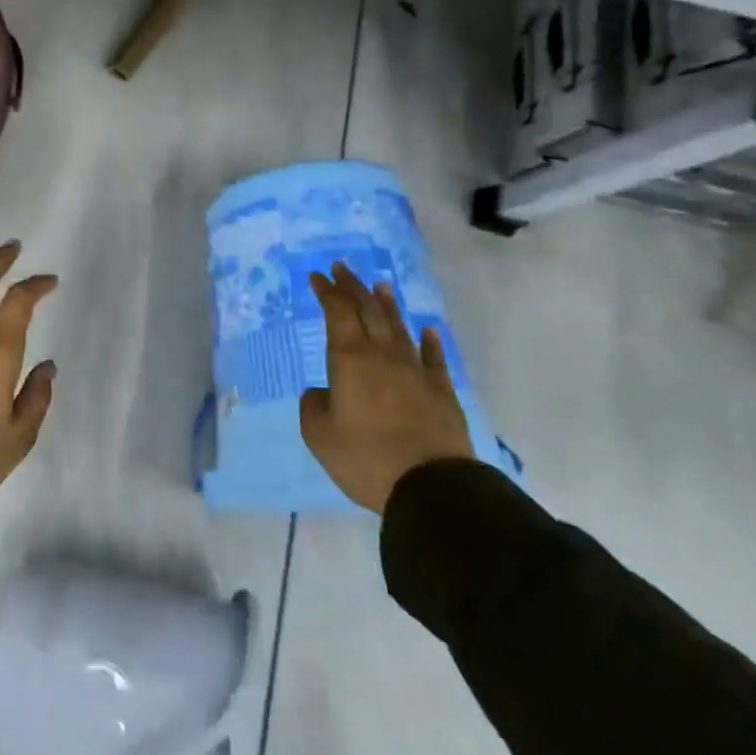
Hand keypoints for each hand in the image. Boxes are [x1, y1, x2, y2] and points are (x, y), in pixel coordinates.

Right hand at [300, 263, 473, 513]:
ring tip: (380, 286)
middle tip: (342, 268)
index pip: (338, 312)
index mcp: (350, 359)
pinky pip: (434, 358)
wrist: (431, 486)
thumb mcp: (319, 436)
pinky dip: (429, 341)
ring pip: (399, 328)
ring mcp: (416, 371)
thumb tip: (321, 392)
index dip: (327, 291)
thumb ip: (313, 406)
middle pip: (369, 310)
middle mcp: (383, 355)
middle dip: (353, 287)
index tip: (317, 276)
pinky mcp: (441, 392)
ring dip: (387, 305)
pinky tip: (427, 330)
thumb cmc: (365, 457)